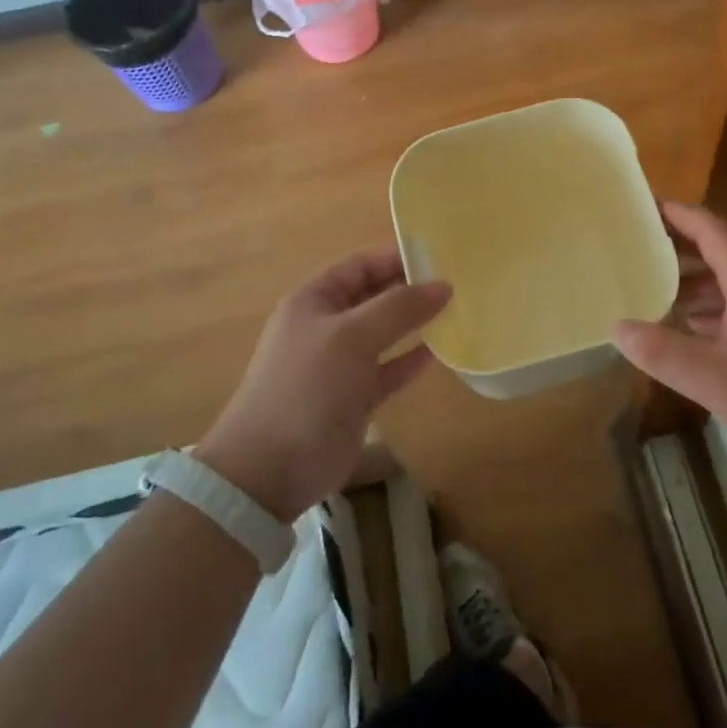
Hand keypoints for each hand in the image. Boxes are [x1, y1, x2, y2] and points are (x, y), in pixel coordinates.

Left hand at [198, 248, 450, 520]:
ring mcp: (339, 364)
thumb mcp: (352, 336)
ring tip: (456, 313)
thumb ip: (398, 308)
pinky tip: (439, 352)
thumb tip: (443, 285)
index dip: (397, 258)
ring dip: (415, 324)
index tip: (440, 258)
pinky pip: (387, 369)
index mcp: (314, 300)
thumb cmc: (308, 386)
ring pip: (384, 334)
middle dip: (410, 290)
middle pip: (374, 297)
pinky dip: (410, 360)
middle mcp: (326, 326)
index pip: (360, 266)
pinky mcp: (353, 398)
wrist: (270, 469)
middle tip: (457, 285)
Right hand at [612, 202, 726, 466]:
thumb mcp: (717, 379)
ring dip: (690, 280)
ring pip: (726, 282)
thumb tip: (617, 327)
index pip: (712, 230)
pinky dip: (706, 309)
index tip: (644, 204)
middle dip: (677, 245)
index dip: (679, 214)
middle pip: (717, 251)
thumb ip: (665, 353)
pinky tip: (686, 329)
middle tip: (635, 246)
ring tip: (650, 287)